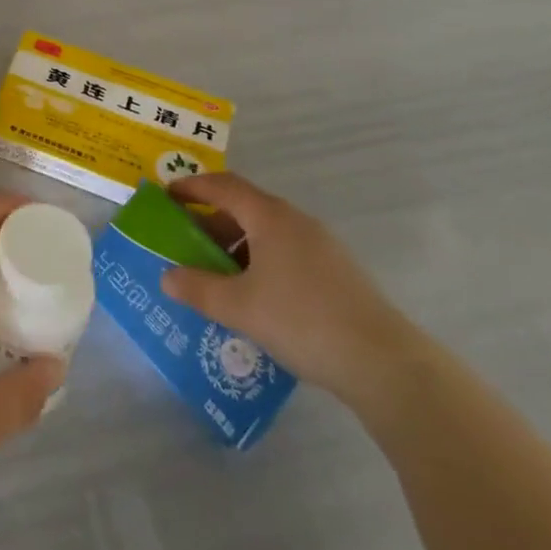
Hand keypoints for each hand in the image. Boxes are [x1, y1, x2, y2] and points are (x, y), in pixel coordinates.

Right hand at [159, 173, 424, 406]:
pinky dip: (260, 263)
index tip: (167, 196)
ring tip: (217, 277)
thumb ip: (199, 289)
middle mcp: (295, 221)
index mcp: (270, 216)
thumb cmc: (302, 320)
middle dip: (211, 222)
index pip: (223, 186)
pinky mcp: (336, 273)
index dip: (192, 187)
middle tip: (186, 244)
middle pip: (244, 208)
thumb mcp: (240, 307)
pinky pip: (285, 253)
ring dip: (236, 247)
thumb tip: (167, 277)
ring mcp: (321, 246)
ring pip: (266, 233)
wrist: (384, 363)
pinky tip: (256, 298)